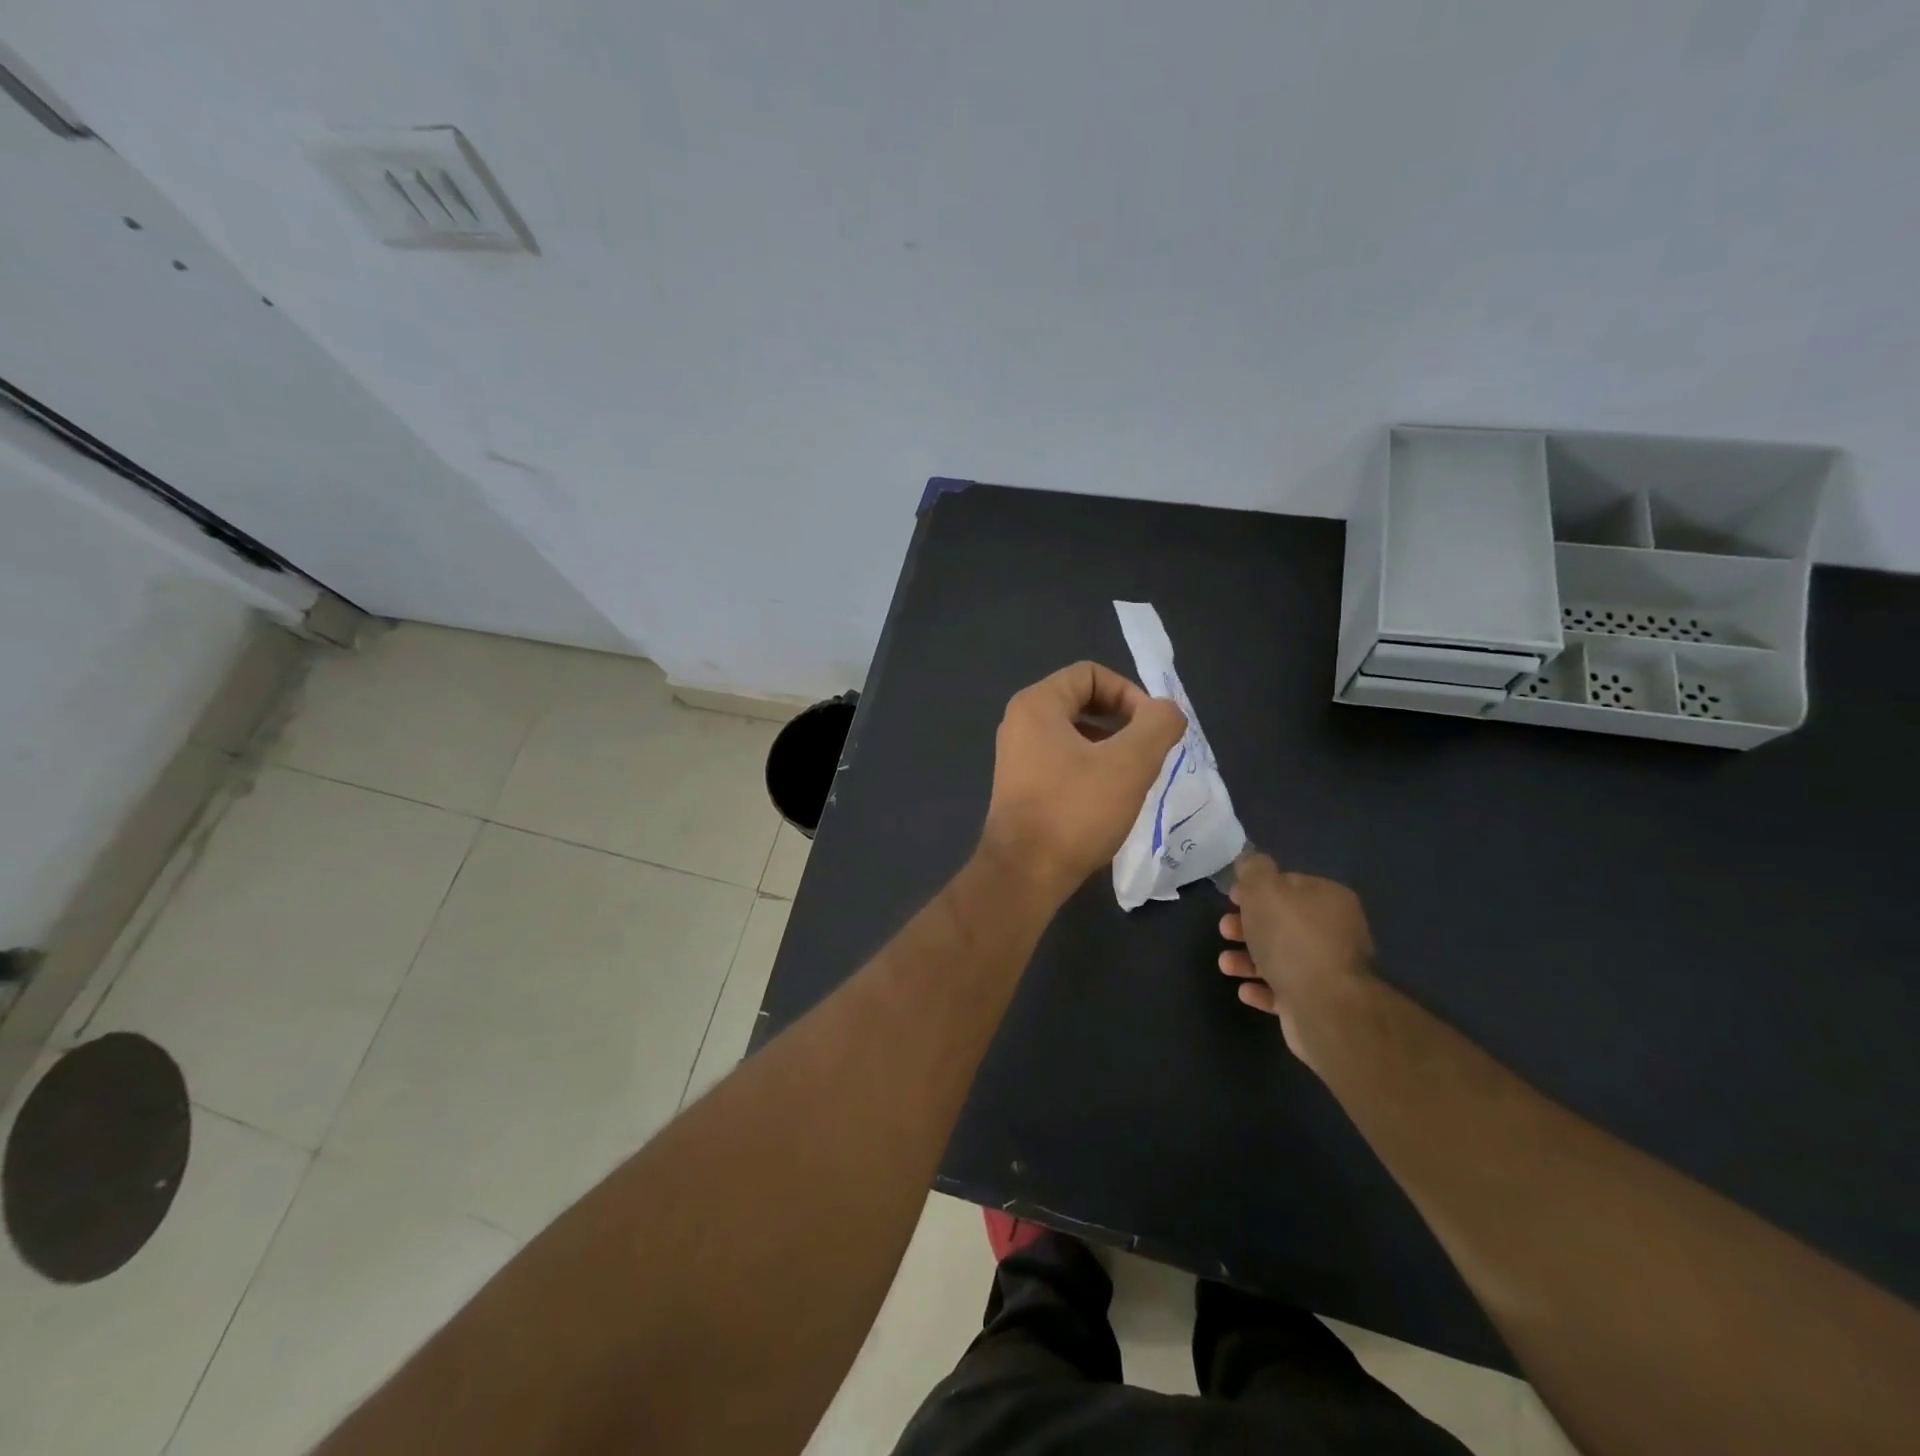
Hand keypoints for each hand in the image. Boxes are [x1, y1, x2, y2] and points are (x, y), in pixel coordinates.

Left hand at [979, 662, 1186, 900]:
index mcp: (1037, 704)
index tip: (1153, 728)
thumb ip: (1157, 725)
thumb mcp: (1130, 763)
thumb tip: (1167, 711)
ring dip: (1110, 747)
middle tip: (1149, 752)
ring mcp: (1016, 756)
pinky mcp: (1020, 786)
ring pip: (1074, 734)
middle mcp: (1020, 722)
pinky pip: (1062, 760)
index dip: (1129, 692)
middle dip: (1122, 721)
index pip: (1090, 674)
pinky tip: (1109, 798)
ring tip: (1134, 777)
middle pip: (1081, 701)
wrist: (1024, 873)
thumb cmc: (1075, 811)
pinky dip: (1090, 768)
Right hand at [1218, 853, 1374, 1065]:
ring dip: (1249, 959)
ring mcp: (1329, 970)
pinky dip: (1262, 988)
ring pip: (1281, 957)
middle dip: (1248, 925)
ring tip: (1225, 964)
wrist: (1324, 1006)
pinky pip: (1285, 991)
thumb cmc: (1292, 938)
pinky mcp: (1320, 1003)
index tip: (1231, 897)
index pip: (1289, 884)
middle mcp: (1335, 932)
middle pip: (1283, 922)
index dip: (1257, 888)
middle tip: (1224, 929)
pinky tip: (1244, 989)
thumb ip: (1254, 869)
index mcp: (1329, 899)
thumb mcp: (1264, 889)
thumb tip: (1251, 860)